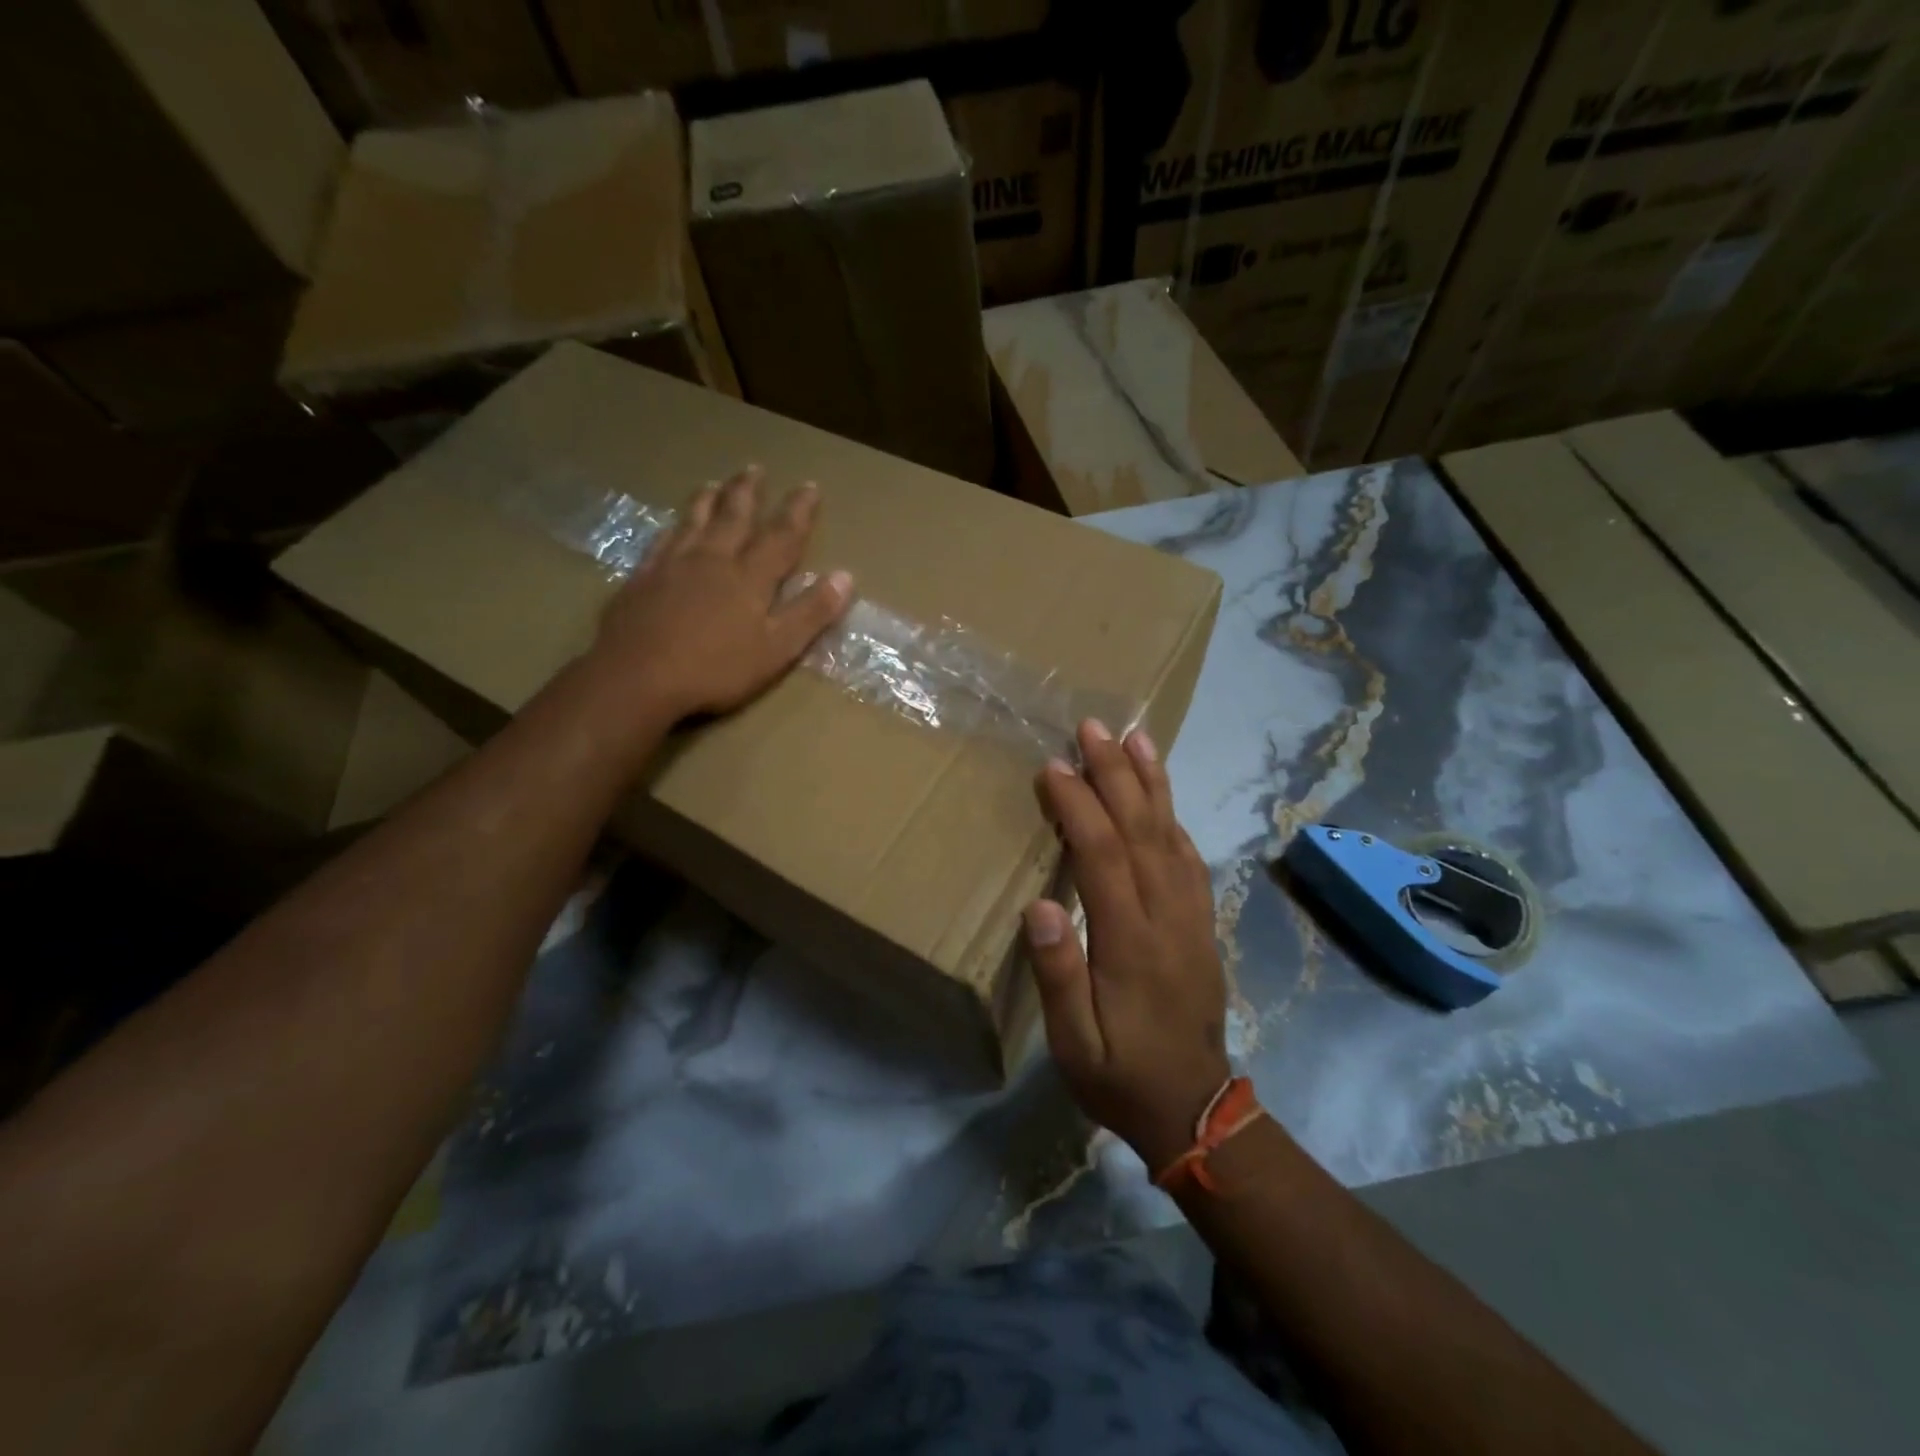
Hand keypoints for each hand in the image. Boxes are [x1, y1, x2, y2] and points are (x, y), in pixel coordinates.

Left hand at [591, 467, 852, 720]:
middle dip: (748, 492)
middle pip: (734, 517)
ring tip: (713, 483)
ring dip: (708, 500)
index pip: (781, 536)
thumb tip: (845, 576)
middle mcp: (712, 560)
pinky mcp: (641, 579)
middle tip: (755, 467)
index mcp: (750, 577)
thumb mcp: (777, 648)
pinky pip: (661, 541)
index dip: (798, 511)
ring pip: (694, 521)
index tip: (810, 486)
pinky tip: (670, 526)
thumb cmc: (715, 669)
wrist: (637, 676)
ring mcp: (672, 566)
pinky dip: (671, 527)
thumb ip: (810, 612)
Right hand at [1025, 719, 1230, 1173]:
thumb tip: (1041, 905)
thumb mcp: (1074, 1044)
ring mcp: (1192, 916)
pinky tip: (1163, 798)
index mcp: (1131, 943)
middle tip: (1094, 728)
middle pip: (1142, 830)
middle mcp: (1168, 917)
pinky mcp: (1202, 923)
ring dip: (1152, 784)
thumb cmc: (1120, 1075)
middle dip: (1116, 774)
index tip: (1053, 767)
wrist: (1195, 1108)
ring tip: (1137, 739)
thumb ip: (1059, 975)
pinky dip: (1175, 819)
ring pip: (1173, 836)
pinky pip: (1191, 859)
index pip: (1103, 857)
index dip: (1079, 807)